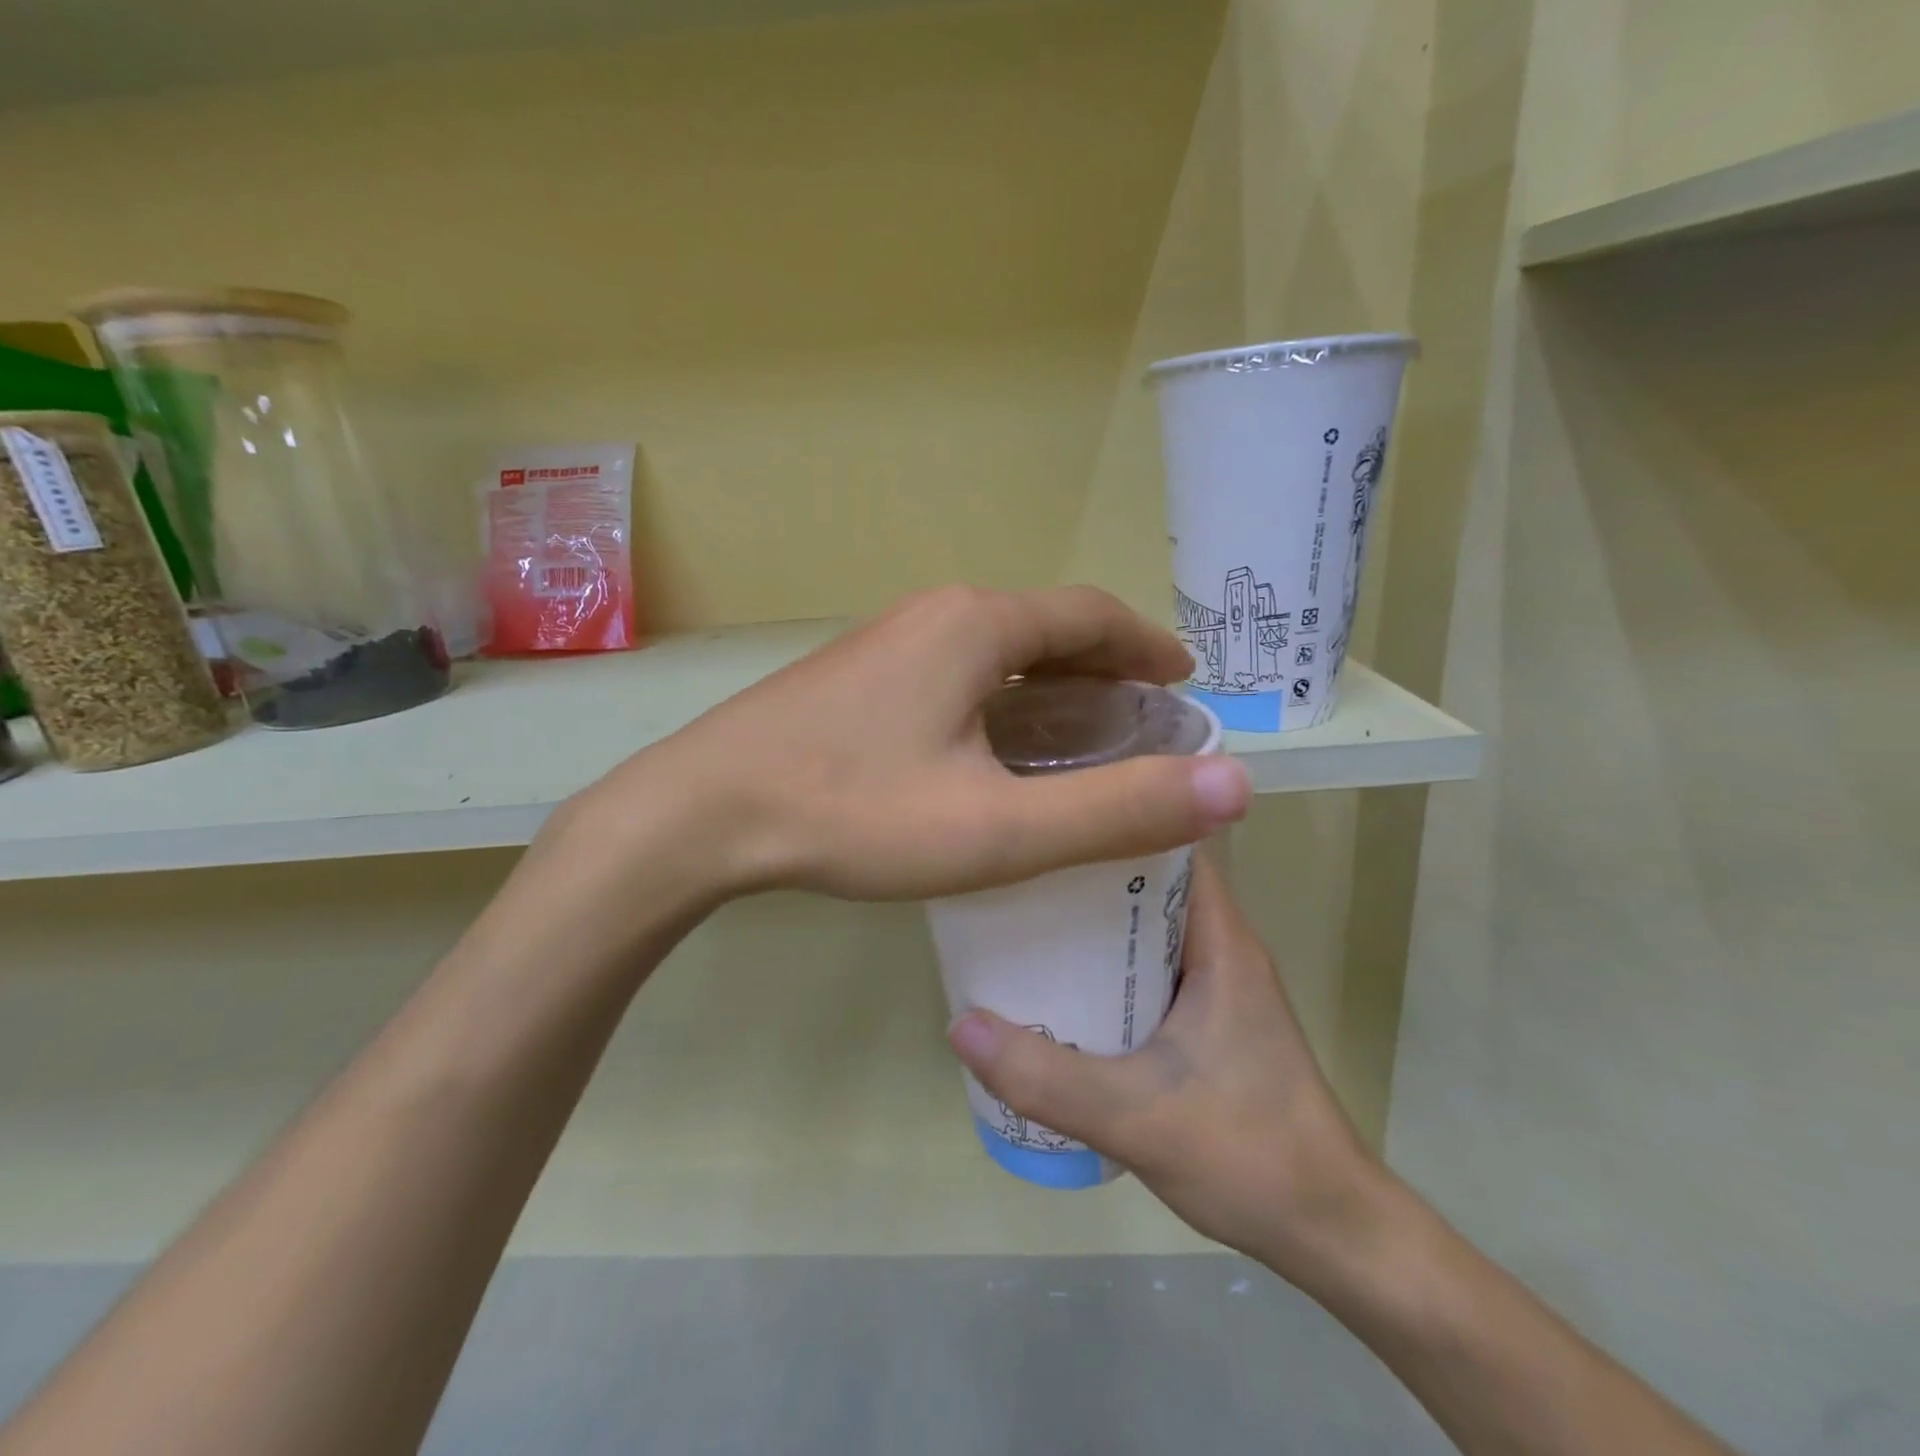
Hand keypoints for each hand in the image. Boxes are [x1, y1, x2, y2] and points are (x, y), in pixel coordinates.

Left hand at [571, 585, 1254, 903]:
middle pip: (1042, 628)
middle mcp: (933, 616)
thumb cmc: (855, 813)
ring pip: (994, 652)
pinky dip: (998, 699)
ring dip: (1048, 684)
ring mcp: (886, 643)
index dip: (1145, 645)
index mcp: (977, 627)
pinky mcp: (856, 677)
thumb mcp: (998, 828)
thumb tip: (1234, 786)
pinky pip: (953, 672)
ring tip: (1080, 733)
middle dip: (1101, 666)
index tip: (1182, 681)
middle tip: (1140, 717)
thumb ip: (1116, 809)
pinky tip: (993, 747)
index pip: (1089, 614)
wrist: (705, 812)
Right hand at [946, 853, 1381, 1284]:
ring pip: (1145, 924)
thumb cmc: (1249, 1154)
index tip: (1053, 806)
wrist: (1329, 1231)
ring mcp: (1217, 982)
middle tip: (1015, 862)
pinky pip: (1147, 964)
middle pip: (1148, 877)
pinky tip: (1057, 980)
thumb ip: (1044, 1077)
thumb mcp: (1134, 1116)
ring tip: (1020, 911)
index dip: (1116, 813)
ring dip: (1091, 918)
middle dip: (1084, 867)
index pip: (1172, 840)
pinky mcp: (1209, 1017)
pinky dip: (1105, 961)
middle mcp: (1221, 945)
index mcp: (1220, 939)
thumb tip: (960, 1023)